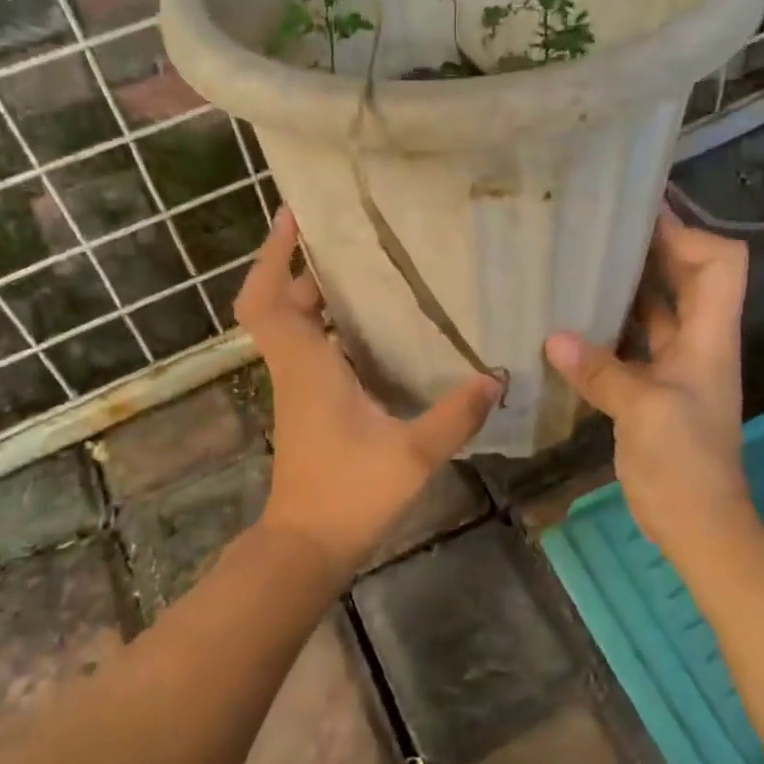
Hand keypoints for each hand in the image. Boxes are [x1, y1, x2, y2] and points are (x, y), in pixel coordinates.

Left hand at [235, 206, 498, 579]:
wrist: (307, 548)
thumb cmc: (349, 495)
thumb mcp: (412, 455)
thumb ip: (454, 415)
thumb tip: (495, 377)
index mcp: (306, 366)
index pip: (268, 298)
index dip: (273, 254)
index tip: (293, 216)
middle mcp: (295, 369)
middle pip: (279, 304)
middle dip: (303, 267)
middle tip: (348, 241)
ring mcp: (298, 390)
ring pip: (293, 328)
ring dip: (315, 297)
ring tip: (366, 273)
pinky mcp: (309, 408)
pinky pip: (309, 351)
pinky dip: (328, 330)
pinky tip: (374, 331)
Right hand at [544, 208, 755, 562]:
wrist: (696, 522)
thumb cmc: (684, 462)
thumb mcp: (644, 410)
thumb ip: (601, 370)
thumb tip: (552, 338)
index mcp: (710, 336)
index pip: (720, 263)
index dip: (687, 234)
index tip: (638, 220)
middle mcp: (697, 341)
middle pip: (686, 277)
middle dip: (650, 250)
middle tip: (597, 231)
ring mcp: (674, 365)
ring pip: (654, 309)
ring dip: (625, 287)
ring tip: (579, 265)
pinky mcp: (651, 388)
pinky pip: (630, 343)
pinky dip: (606, 328)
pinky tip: (569, 323)